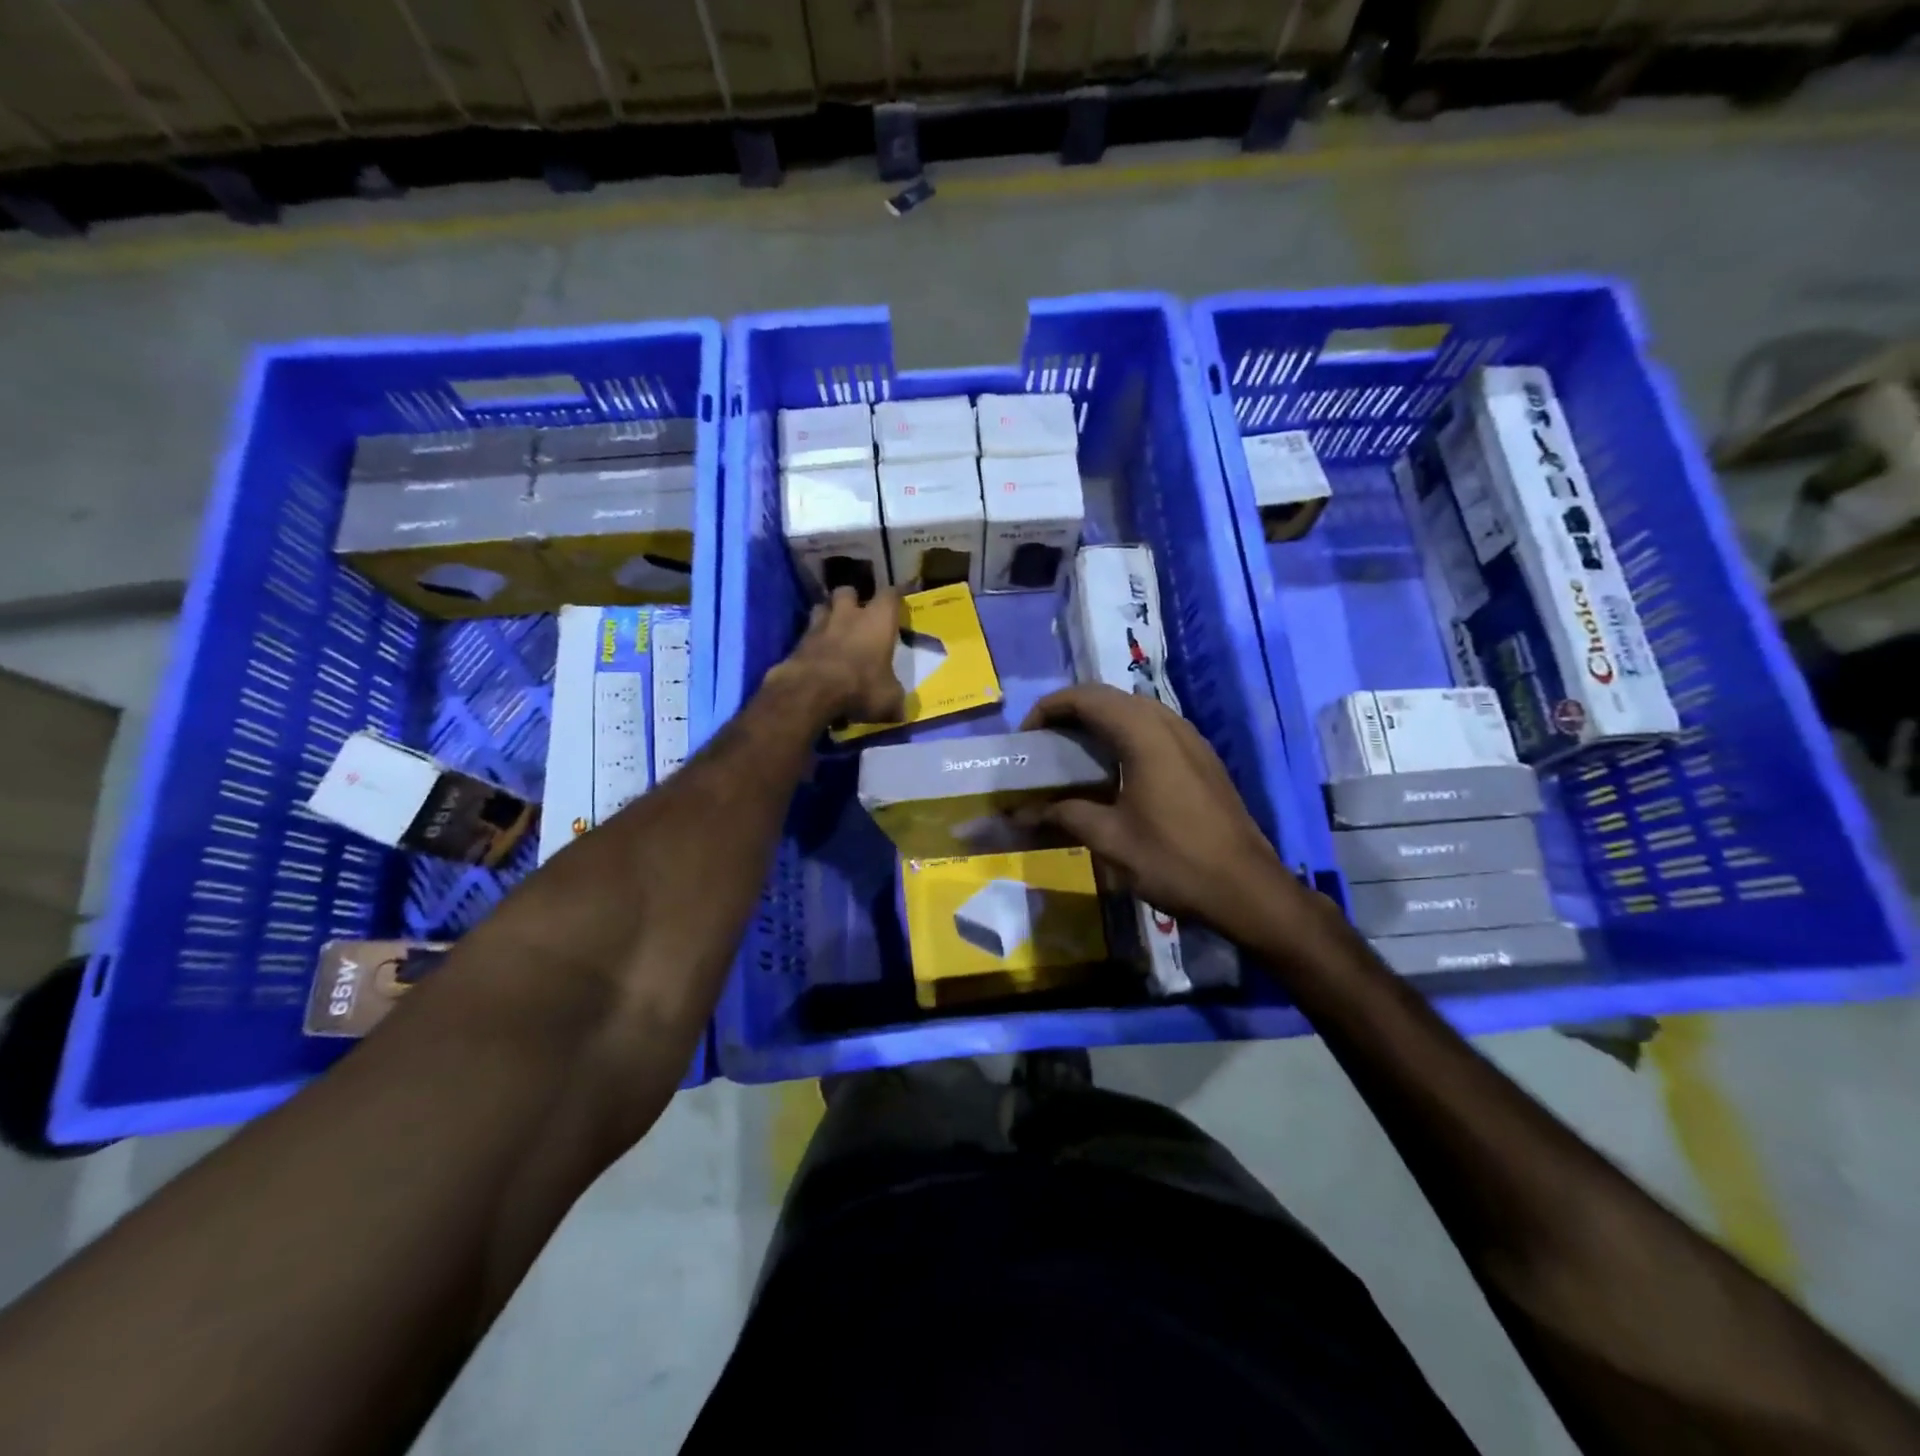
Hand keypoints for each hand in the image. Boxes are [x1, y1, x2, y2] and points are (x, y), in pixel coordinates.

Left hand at [770, 586, 905, 727]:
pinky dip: (812, 642)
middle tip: (857, 614)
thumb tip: (900, 711)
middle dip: (853, 599)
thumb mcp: (889, 700)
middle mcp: (848, 615)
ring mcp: (819, 625)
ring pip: (822, 607)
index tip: (899, 596)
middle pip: (848, 591)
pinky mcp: (797, 642)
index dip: (896, 595)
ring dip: (828, 615)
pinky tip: (817, 656)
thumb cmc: (861, 687)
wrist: (811, 692)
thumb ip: (895, 700)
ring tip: (833, 630)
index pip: (890, 594)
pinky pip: (807, 634)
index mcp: (878, 620)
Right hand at [1020, 684, 1309, 942]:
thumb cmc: (1174, 860)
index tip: (1026, 737)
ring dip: (1099, 722)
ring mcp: (1191, 739)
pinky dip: (1123, 735)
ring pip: (1134, 710)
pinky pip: (1154, 729)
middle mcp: (1169, 724)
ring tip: (1072, 753)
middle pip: (1110, 697)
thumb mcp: (1110, 839)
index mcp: (1144, 734)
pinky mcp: (1202, 758)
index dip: (1050, 708)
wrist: (1247, 889)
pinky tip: (1112, 770)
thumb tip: (1023, 813)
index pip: (1087, 698)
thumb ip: (1064, 815)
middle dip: (1071, 712)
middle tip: (1044, 743)